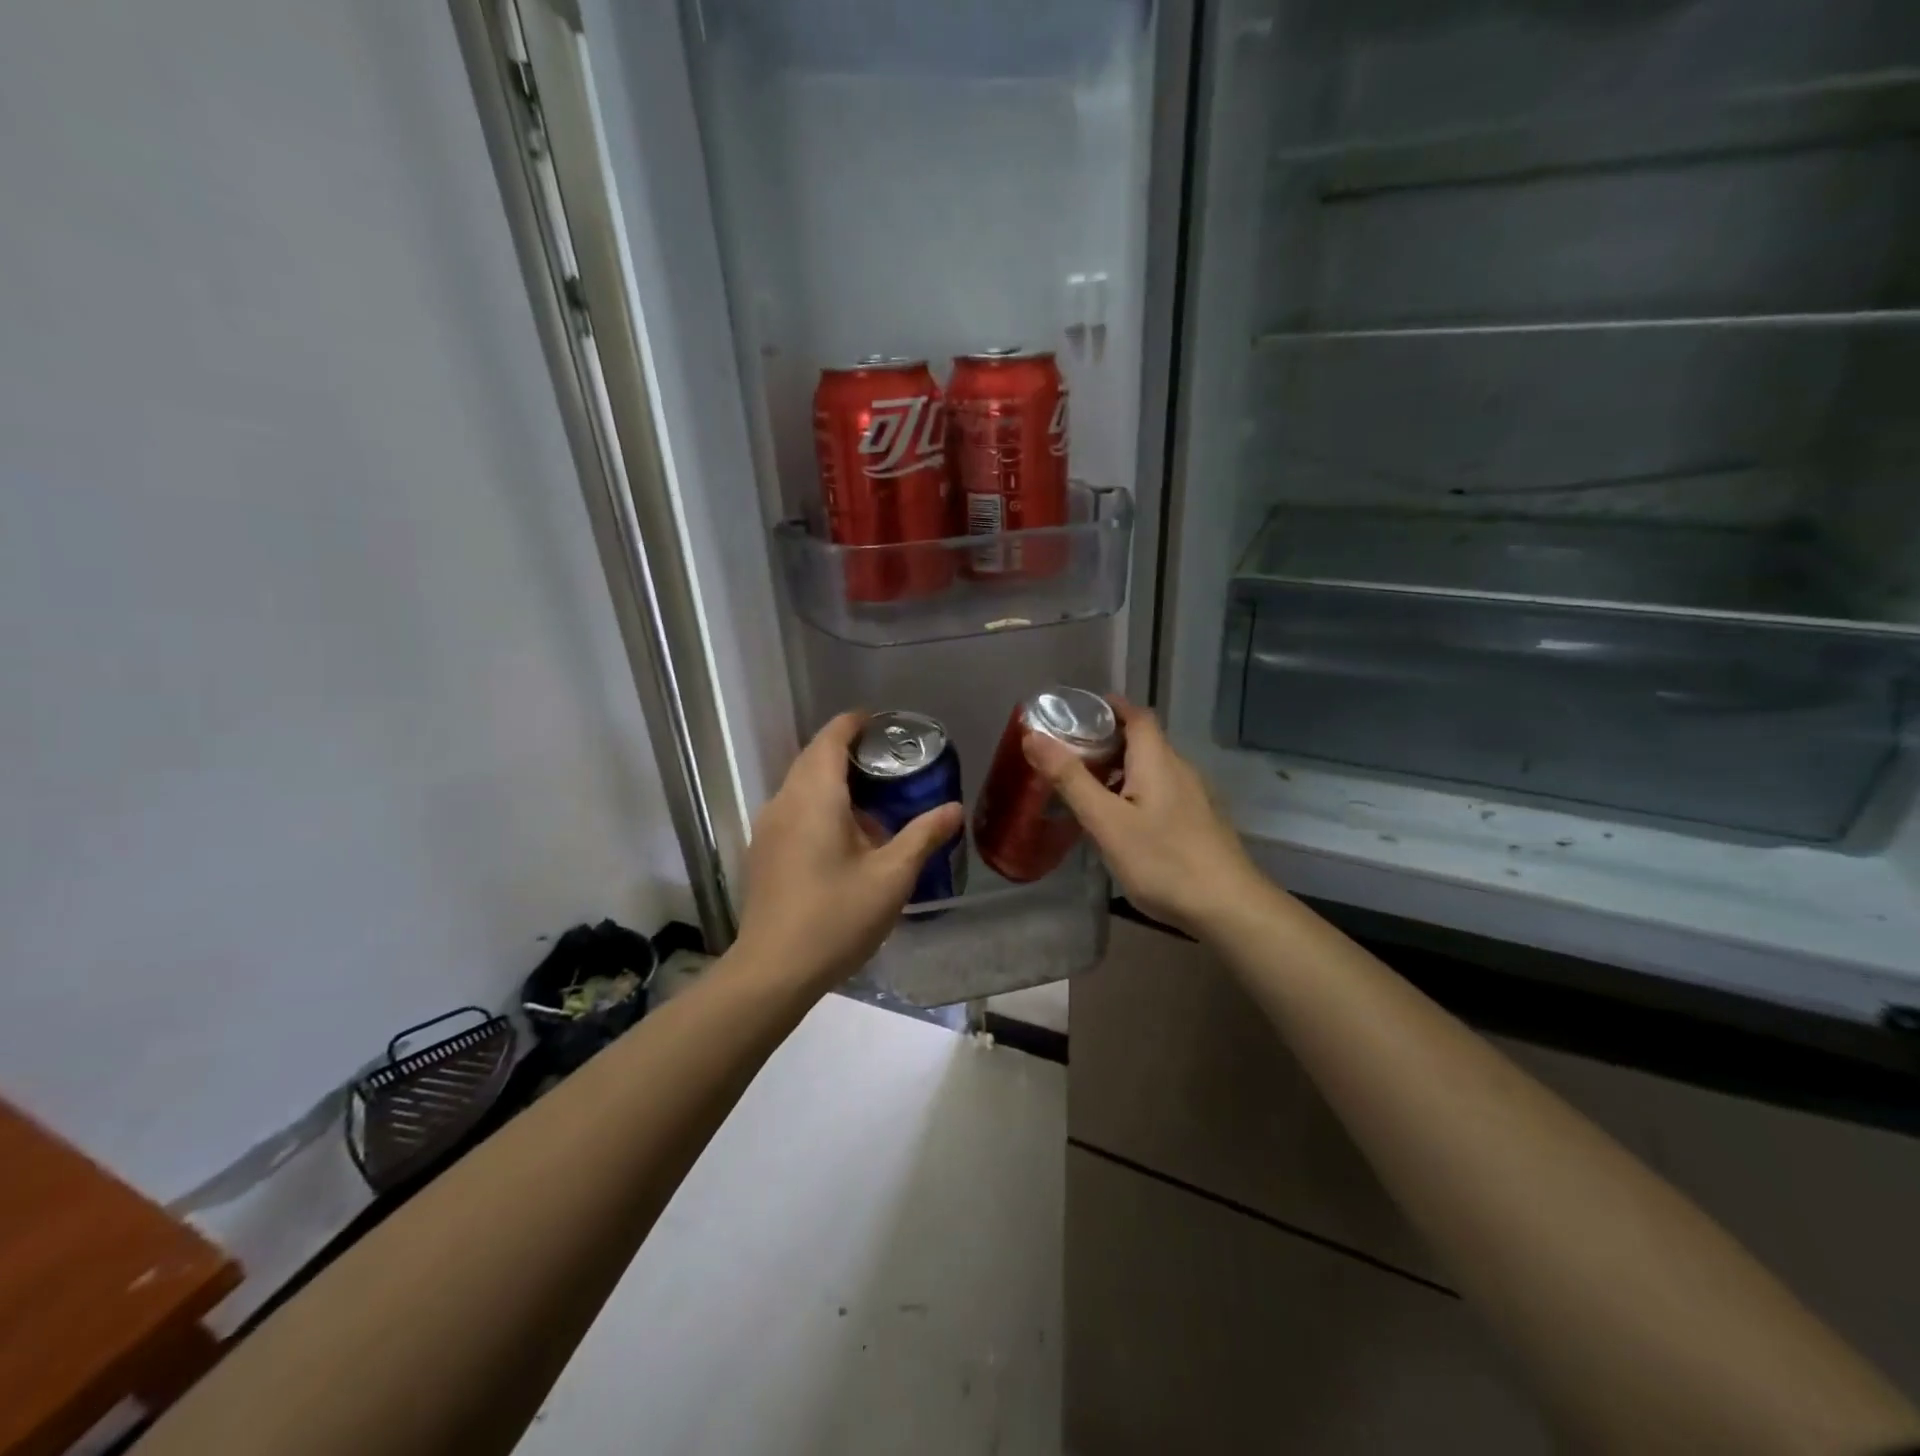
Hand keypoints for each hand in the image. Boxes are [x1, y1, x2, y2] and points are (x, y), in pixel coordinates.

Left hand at [734, 712, 965, 992]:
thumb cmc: (836, 917)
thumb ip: (923, 836)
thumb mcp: (891, 877)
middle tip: (888, 762)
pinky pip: (792, 809)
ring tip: (873, 801)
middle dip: (847, 751)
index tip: (882, 723)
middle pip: (813, 758)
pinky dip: (818, 805)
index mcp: (815, 796)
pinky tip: (844, 838)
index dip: (855, 723)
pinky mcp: (763, 852)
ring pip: (801, 785)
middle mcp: (784, 801)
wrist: (773, 970)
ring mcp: (768, 827)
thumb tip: (953, 809)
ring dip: (833, 781)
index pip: (830, 738)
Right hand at [1023, 698, 1270, 938]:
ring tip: (1088, 788)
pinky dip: (1137, 791)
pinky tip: (1122, 821)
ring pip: (1153, 769)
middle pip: (1143, 741)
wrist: (1229, 907)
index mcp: (1158, 760)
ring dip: (1121, 769)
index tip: (1077, 712)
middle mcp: (1180, 769)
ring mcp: (1195, 797)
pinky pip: (1163, 792)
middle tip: (1069, 755)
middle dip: (1107, 740)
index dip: (1109, 706)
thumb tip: (1033, 736)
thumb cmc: (1163, 860)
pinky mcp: (1199, 822)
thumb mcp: (1106, 821)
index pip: (1137, 714)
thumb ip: (1070, 779)